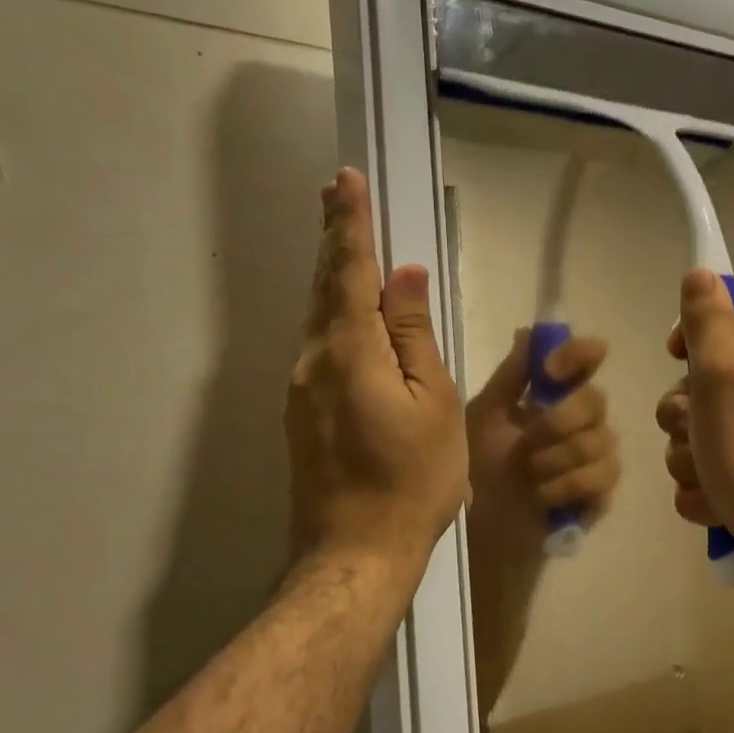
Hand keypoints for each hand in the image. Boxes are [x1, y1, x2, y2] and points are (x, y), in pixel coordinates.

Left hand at [286, 170, 468, 571]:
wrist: (355, 552)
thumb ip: (415, 335)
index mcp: (350, 351)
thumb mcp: (433, 402)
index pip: (349, 270)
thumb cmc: (412, 479)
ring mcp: (300, 388)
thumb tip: (405, 278)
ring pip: (318, 316)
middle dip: (334, 237)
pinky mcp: (300, 413)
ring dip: (332, 274)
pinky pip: (319, 345)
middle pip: (324, 286)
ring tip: (345, 240)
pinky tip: (348, 312)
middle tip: (336, 192)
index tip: (345, 181)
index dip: (350, 224)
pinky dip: (333, 313)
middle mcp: (313, 360)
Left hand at [466, 329, 619, 537]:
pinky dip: (567, 486)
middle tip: (526, 443)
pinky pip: (603, 476)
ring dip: (557, 459)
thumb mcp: (485, 415)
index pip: (586, 358)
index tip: (549, 372)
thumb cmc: (477, 465)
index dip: (578, 355)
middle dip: (558, 421)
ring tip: (528, 475)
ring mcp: (595, 456)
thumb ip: (511, 376)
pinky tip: (541, 497)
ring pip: (602, 440)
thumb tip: (529, 330)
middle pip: (596, 399)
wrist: (478, 525)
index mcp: (554, 394)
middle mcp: (581, 419)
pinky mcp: (600, 492)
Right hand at [656, 271, 733, 588]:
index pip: (729, 310)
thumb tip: (703, 271)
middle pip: (702, 375)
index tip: (676, 355)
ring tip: (709, 474)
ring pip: (696, 427)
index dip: (694, 331)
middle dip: (683, 410)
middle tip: (696, 429)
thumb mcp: (722, 375)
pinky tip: (716, 500)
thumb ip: (708, 322)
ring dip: (688, 453)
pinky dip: (703, 484)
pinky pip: (706, 465)